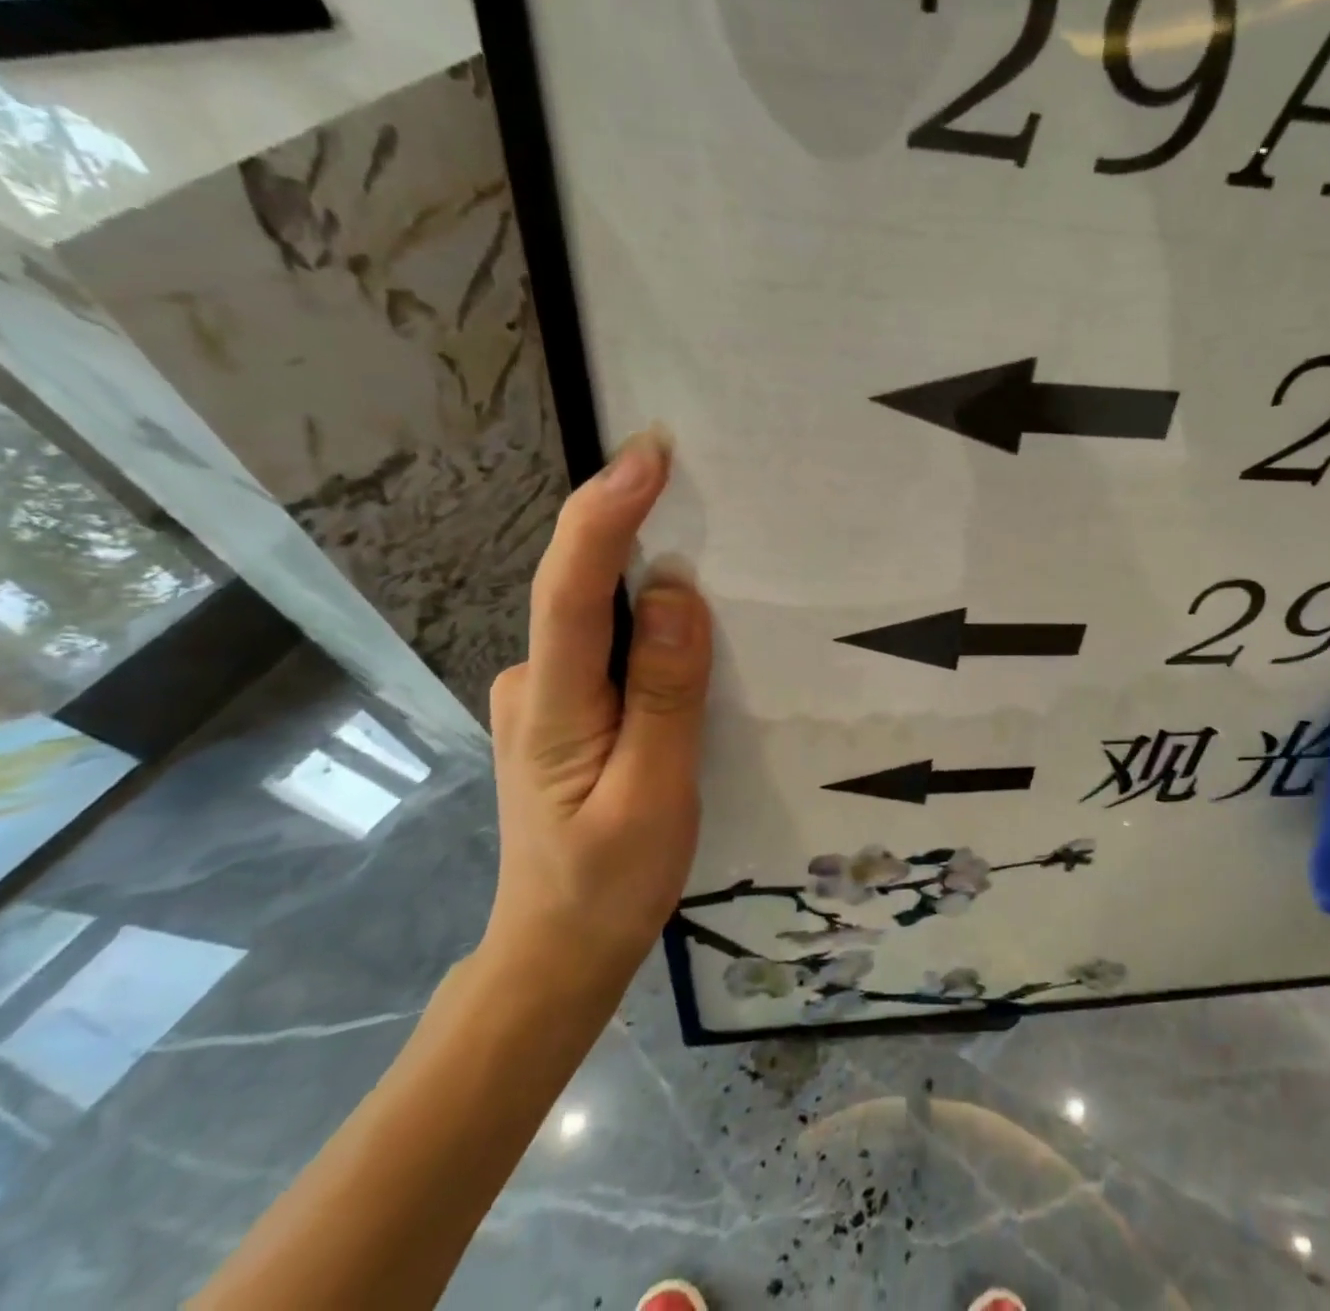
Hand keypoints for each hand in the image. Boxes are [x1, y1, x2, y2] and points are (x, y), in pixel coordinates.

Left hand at [483, 430, 711, 999]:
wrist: (557, 953)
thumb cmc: (610, 884)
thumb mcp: (655, 796)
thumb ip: (665, 695)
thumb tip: (676, 594)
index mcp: (551, 707)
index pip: (570, 591)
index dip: (604, 516)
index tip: (648, 456)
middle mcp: (532, 682)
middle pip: (584, 590)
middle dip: (637, 532)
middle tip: (702, 487)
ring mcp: (543, 696)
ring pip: (601, 620)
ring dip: (650, 583)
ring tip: (717, 563)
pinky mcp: (565, 709)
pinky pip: (609, 647)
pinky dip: (647, 627)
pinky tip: (687, 634)